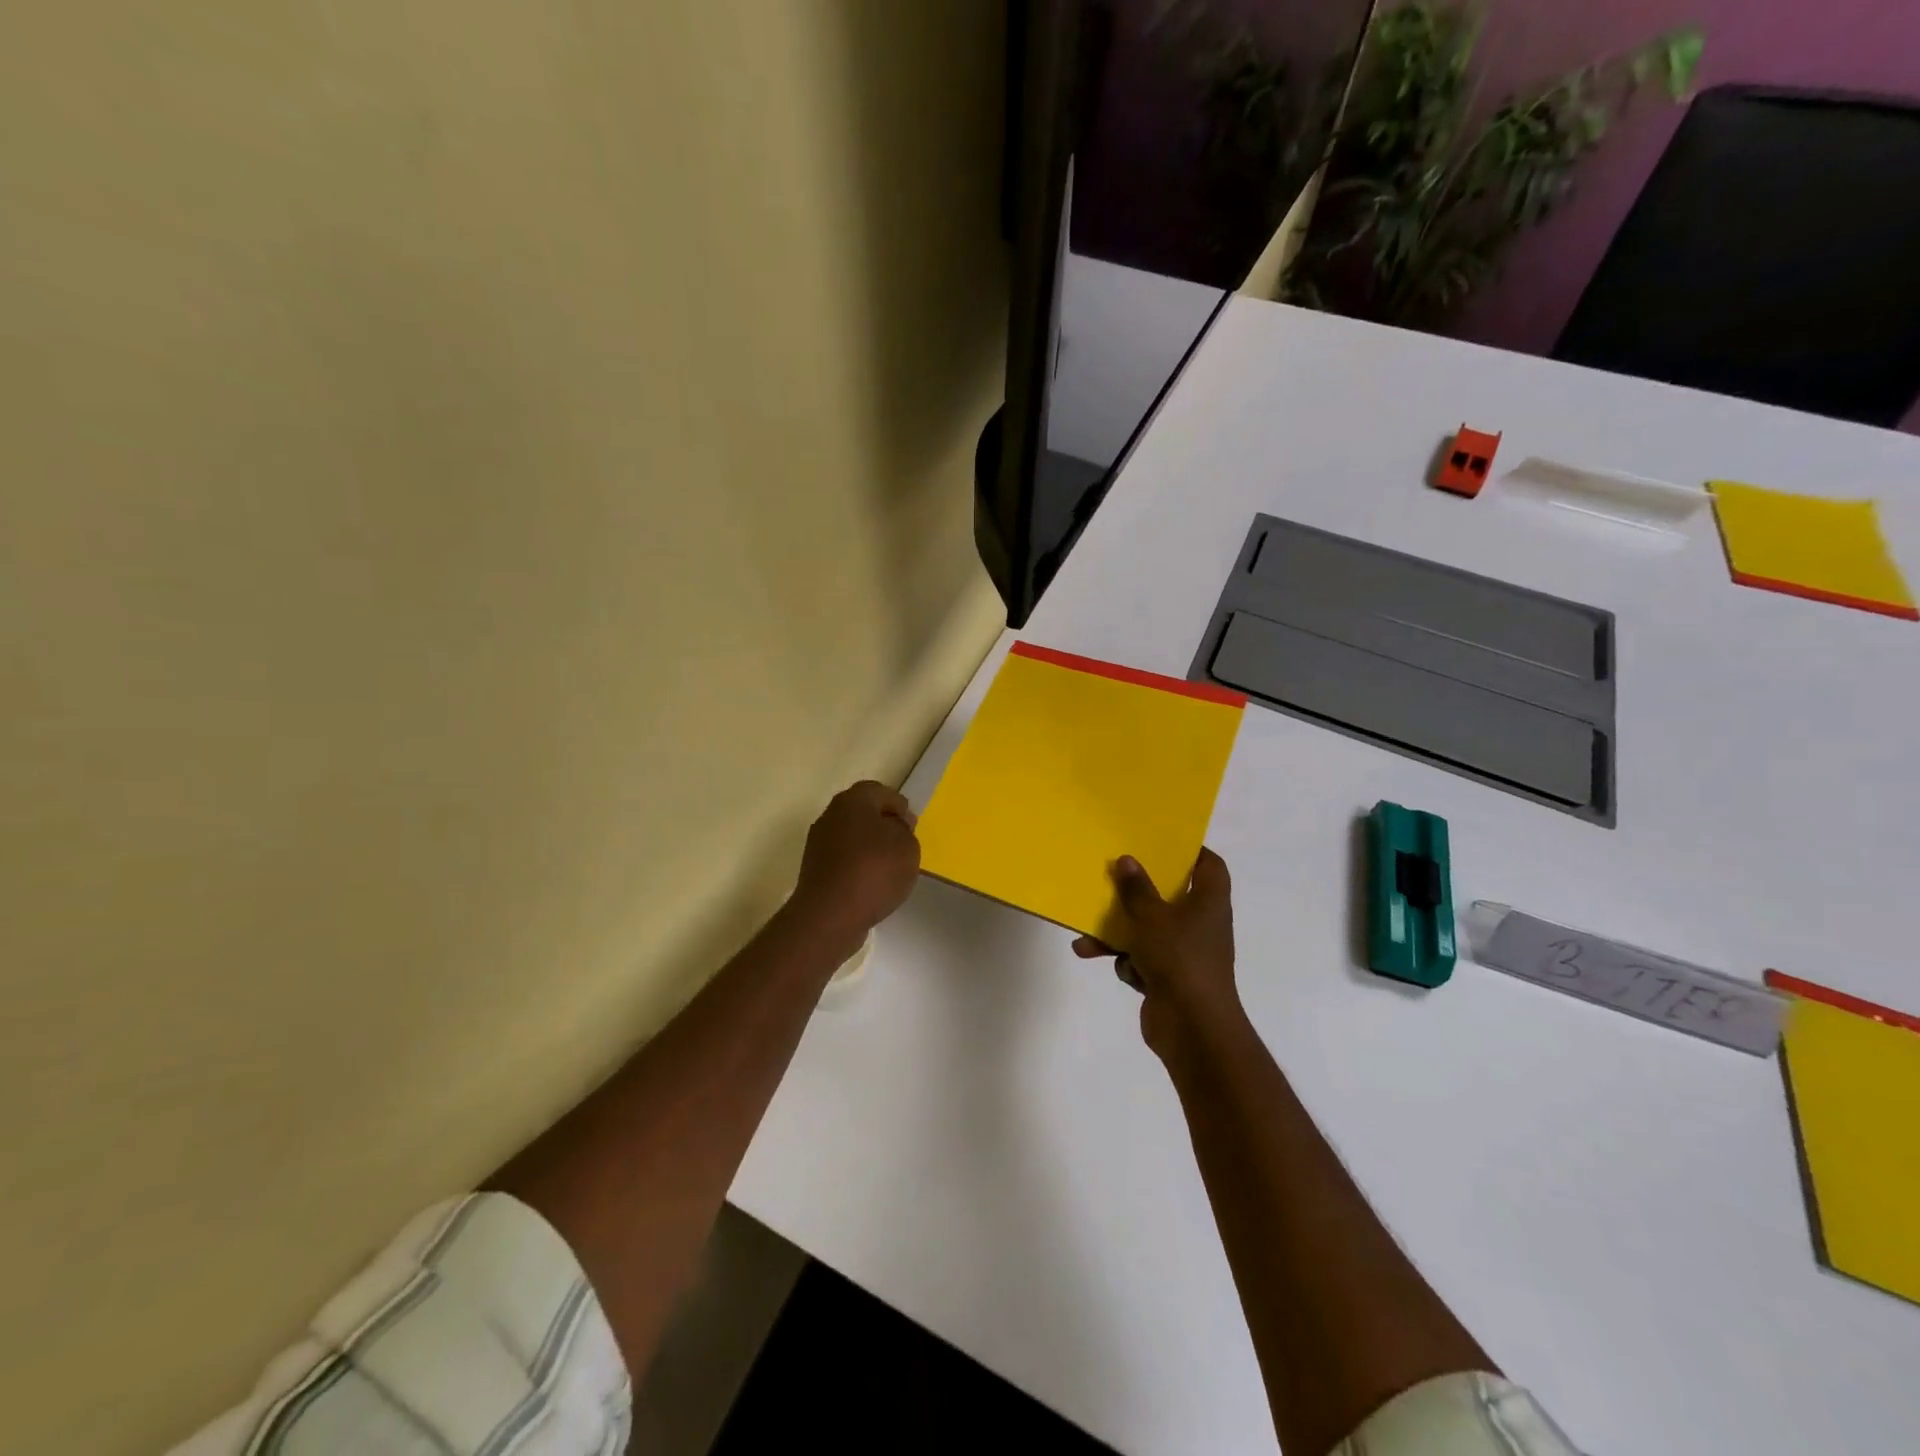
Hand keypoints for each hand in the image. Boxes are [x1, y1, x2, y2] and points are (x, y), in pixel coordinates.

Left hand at [790, 780, 920, 955]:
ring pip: (851, 836)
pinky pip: (843, 859)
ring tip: (889, 868)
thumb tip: (892, 826)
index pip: (879, 791)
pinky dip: (857, 866)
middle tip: (902, 844)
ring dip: (869, 847)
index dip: (899, 806)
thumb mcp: (907, 845)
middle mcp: (830, 815)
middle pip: (862, 812)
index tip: (912, 827)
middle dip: (883, 825)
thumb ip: (904, 829)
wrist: (830, 915)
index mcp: (852, 800)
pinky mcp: (814, 870)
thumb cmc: (874, 871)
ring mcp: (818, 843)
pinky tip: (871, 884)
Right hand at [1072, 849, 1244, 1061]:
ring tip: (1087, 938)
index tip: (1159, 842)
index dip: (1189, 850)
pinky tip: (1114, 967)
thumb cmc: (1179, 959)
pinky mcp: (1170, 978)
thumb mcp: (1151, 917)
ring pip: (1148, 930)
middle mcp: (1201, 923)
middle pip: (1169, 896)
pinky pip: (1143, 959)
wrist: (1192, 1028)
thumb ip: (1136, 888)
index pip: (1209, 865)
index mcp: (1208, 901)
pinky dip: (1128, 962)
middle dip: (1136, 893)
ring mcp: (1186, 953)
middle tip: (1112, 879)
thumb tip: (1126, 859)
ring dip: (1119, 933)